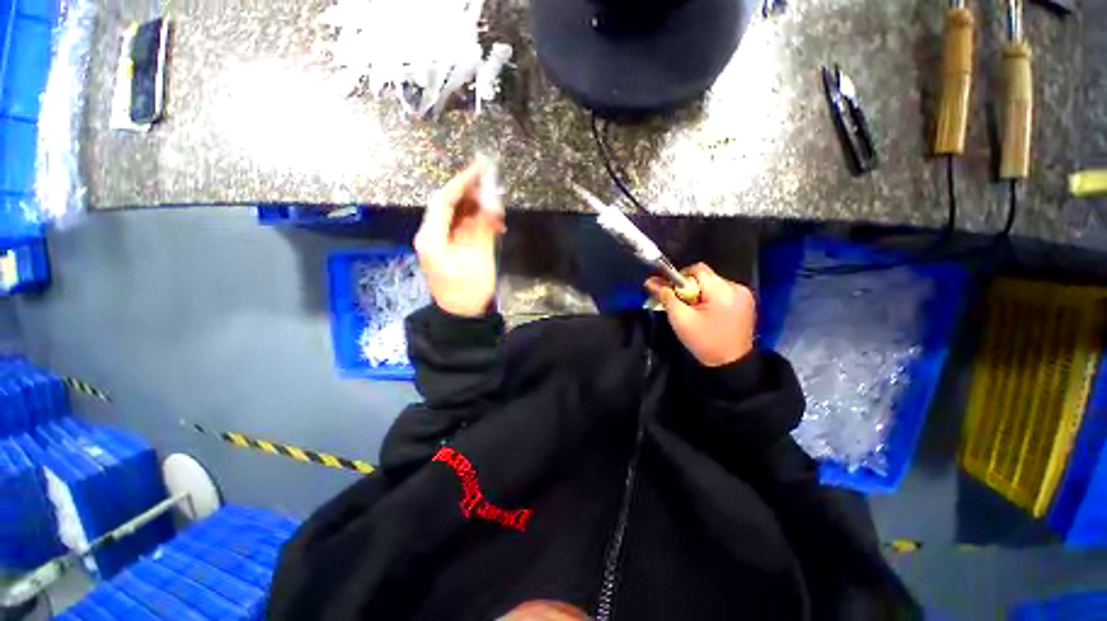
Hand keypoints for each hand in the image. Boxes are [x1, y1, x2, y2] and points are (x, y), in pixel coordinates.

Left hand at [414, 158, 505, 317]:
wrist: (462, 317)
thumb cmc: (468, 291)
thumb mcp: (478, 260)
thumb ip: (484, 230)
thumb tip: (492, 205)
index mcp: (432, 237)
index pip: (443, 201)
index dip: (461, 183)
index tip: (479, 170)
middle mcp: (432, 236)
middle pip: (448, 205)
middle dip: (470, 194)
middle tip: (491, 185)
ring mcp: (440, 242)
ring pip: (456, 216)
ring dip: (475, 208)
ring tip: (496, 204)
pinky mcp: (450, 249)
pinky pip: (462, 228)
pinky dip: (476, 222)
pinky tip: (493, 223)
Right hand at [645, 263, 755, 366]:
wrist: (731, 365)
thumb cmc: (704, 343)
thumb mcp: (680, 320)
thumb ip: (666, 298)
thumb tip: (651, 282)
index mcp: (723, 292)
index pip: (697, 270)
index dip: (680, 279)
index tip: (674, 295)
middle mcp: (737, 288)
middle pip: (705, 277)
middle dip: (689, 288)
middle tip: (682, 306)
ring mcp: (744, 294)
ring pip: (712, 284)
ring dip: (699, 293)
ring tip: (695, 312)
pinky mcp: (746, 302)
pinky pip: (721, 291)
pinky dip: (710, 298)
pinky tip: (707, 314)